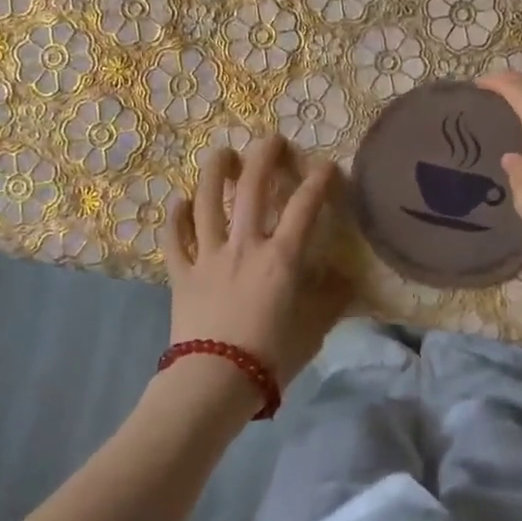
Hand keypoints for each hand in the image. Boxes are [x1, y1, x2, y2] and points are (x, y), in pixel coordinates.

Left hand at [163, 135, 349, 387]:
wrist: (214, 381)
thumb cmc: (270, 357)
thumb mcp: (312, 329)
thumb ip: (330, 300)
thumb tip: (345, 279)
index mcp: (281, 257)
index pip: (304, 207)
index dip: (318, 181)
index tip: (326, 166)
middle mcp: (245, 245)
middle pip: (251, 188)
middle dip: (263, 157)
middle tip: (270, 139)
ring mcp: (209, 256)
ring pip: (207, 202)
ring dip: (213, 173)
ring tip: (221, 153)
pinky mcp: (182, 273)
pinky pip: (175, 239)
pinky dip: (175, 218)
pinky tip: (178, 202)